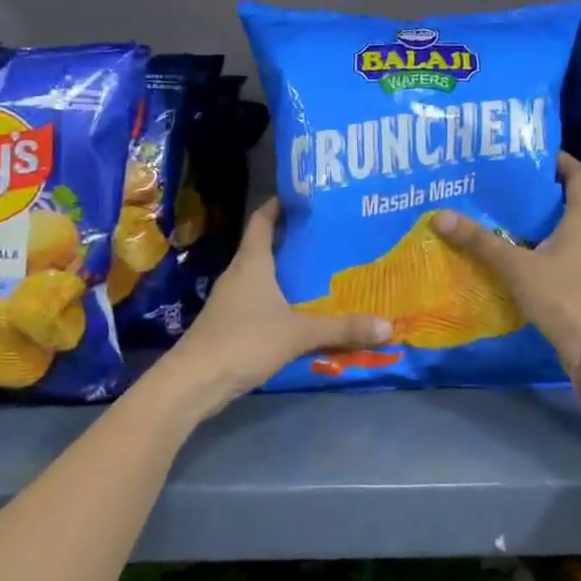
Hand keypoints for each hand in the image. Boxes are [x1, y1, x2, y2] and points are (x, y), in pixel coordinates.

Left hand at [159, 199, 390, 420]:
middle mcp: (238, 275)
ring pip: (261, 277)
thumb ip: (341, 328)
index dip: (278, 205)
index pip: (262, 220)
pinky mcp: (228, 325)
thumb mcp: (298, 333)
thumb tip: (387, 326)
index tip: (302, 197)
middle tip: (327, 237)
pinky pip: (258, 302)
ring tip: (320, 273)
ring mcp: (229, 301)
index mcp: (252, 263)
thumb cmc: (244, 341)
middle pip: (263, 247)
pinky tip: (299, 313)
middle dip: (292, 241)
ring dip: (285, 273)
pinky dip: (278, 300)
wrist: (193, 382)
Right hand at [431, 153, 580, 410]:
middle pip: (570, 202)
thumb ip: (480, 242)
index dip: (560, 160)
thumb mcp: (517, 266)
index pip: (579, 176)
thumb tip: (441, 216)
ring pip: (564, 232)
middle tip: (507, 184)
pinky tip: (515, 257)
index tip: (534, 152)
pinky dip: (541, 250)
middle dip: (540, 192)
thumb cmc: (562, 296)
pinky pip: (561, 256)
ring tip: (504, 217)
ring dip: (539, 223)